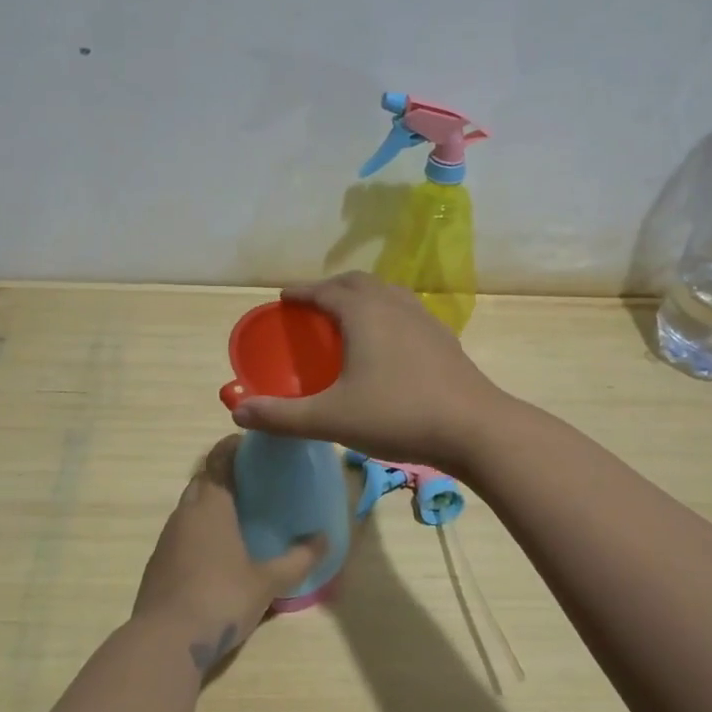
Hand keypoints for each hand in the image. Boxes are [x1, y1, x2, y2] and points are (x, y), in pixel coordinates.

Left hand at [132, 437, 324, 671]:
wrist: (164, 643)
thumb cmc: (220, 599)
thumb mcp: (267, 582)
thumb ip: (298, 559)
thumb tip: (325, 539)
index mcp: (211, 505)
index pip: (219, 457)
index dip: (234, 445)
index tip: (256, 445)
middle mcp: (185, 512)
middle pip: (203, 478)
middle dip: (225, 473)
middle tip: (256, 482)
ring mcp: (167, 538)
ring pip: (191, 506)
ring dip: (211, 504)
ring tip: (240, 516)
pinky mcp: (158, 563)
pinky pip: (182, 533)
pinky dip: (200, 531)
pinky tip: (218, 553)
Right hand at [229, 273, 505, 471]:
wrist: (474, 428)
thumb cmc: (398, 415)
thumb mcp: (331, 418)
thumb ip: (281, 416)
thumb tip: (237, 412)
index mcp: (364, 313)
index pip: (325, 290)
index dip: (302, 291)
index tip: (284, 296)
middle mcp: (394, 305)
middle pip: (357, 282)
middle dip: (330, 287)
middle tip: (312, 305)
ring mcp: (424, 319)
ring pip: (386, 292)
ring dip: (361, 296)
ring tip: (348, 316)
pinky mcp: (444, 338)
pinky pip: (406, 310)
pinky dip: (386, 312)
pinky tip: (388, 341)